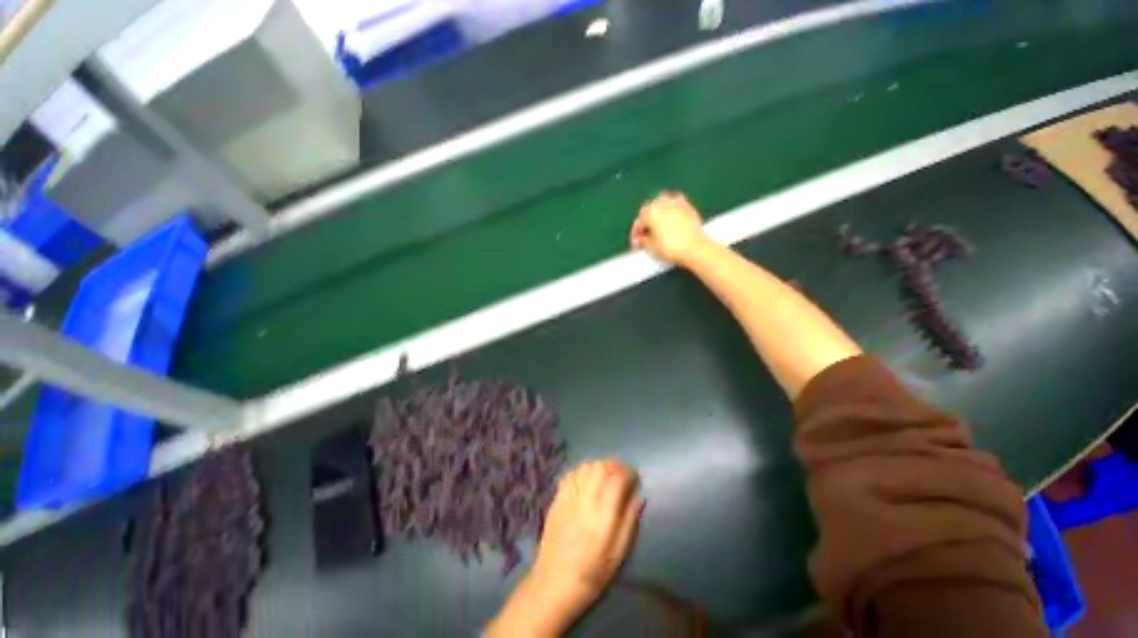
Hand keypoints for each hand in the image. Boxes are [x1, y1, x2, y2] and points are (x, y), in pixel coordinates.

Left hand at [488, 459, 643, 636]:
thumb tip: (638, 496)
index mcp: (603, 515)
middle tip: (622, 473)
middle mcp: (585, 500)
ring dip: (599, 465)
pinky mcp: (557, 498)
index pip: (617, 478)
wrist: (553, 583)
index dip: (628, 472)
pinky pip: (571, 473)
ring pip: (586, 466)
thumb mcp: (619, 553)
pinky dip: (582, 470)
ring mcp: (568, 496)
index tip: (634, 477)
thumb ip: (630, 521)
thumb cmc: (592, 573)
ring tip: (606, 474)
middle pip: (601, 466)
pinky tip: (587, 478)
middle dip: (615, 465)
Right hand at [630, 191, 710, 265]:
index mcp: (650, 211)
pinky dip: (671, 212)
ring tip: (658, 226)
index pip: (639, 221)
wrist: (694, 248)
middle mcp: (663, 203)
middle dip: (646, 221)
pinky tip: (671, 222)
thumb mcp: (651, 248)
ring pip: (662, 203)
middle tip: (646, 234)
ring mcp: (677, 203)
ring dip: (658, 213)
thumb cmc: (672, 248)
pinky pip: (676, 205)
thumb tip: (640, 240)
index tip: (637, 241)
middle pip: (649, 209)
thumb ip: (642, 241)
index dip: (636, 233)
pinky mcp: (689, 207)